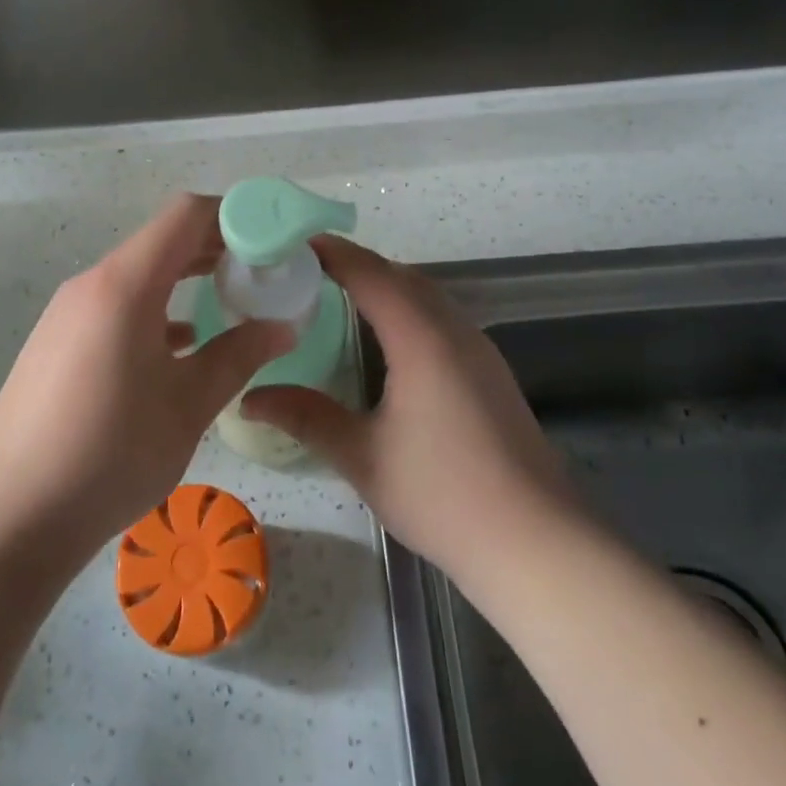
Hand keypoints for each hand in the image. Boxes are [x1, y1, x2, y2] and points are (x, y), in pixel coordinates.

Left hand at [0, 194, 291, 557]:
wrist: (7, 516)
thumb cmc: (108, 452)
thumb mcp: (188, 405)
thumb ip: (240, 356)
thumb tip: (284, 327)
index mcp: (125, 284)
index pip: (186, 215)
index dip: (234, 215)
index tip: (273, 239)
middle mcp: (92, 284)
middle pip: (162, 241)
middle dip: (216, 248)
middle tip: (264, 272)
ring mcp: (69, 313)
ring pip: (139, 274)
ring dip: (185, 279)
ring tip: (231, 301)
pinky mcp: (58, 342)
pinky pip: (116, 305)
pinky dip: (155, 309)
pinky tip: (181, 346)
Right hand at [242, 236, 571, 579]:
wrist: (535, 542)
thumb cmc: (442, 495)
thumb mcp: (363, 457)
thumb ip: (306, 417)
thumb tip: (250, 397)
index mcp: (421, 338)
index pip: (370, 274)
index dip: (332, 253)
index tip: (292, 243)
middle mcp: (454, 330)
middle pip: (401, 276)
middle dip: (356, 264)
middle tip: (307, 271)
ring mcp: (479, 349)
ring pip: (427, 295)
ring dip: (386, 285)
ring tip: (340, 297)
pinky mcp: (491, 371)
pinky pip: (442, 317)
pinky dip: (408, 308)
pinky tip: (389, 340)